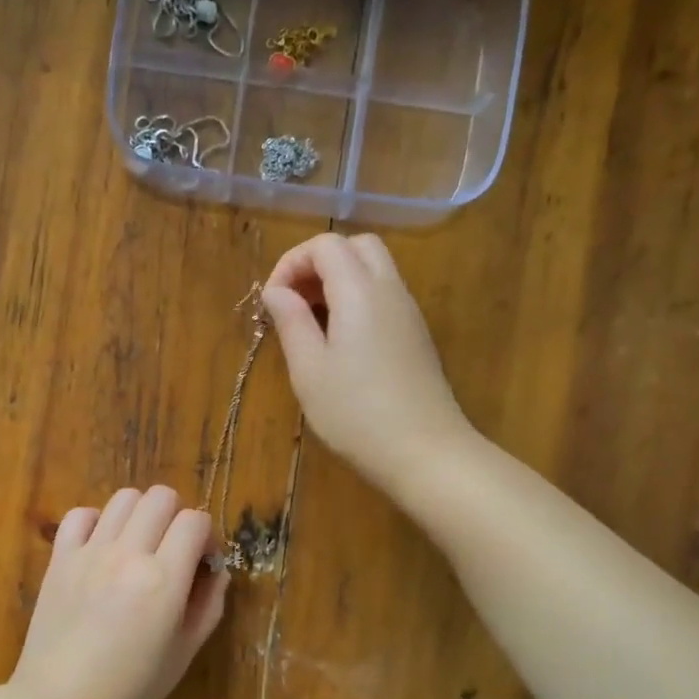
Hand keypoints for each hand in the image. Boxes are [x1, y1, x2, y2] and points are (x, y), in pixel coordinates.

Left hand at [9, 486, 228, 698]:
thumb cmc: (130, 691)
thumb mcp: (184, 653)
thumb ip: (208, 604)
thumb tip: (216, 570)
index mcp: (163, 579)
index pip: (195, 521)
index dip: (207, 535)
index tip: (203, 561)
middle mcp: (127, 554)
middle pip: (161, 497)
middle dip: (177, 516)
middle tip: (173, 550)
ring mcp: (90, 552)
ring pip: (124, 497)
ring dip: (141, 514)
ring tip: (139, 545)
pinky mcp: (60, 558)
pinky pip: (81, 514)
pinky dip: (97, 521)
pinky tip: (102, 547)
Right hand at [261, 233, 473, 494]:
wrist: (425, 452)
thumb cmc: (356, 413)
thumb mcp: (309, 370)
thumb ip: (291, 321)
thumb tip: (276, 291)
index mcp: (360, 291)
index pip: (326, 245)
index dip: (292, 262)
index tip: (273, 301)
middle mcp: (390, 290)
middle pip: (357, 246)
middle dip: (319, 263)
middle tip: (294, 301)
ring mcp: (409, 313)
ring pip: (374, 269)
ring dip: (339, 281)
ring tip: (311, 323)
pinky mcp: (417, 336)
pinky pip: (385, 296)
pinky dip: (357, 299)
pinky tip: (340, 342)